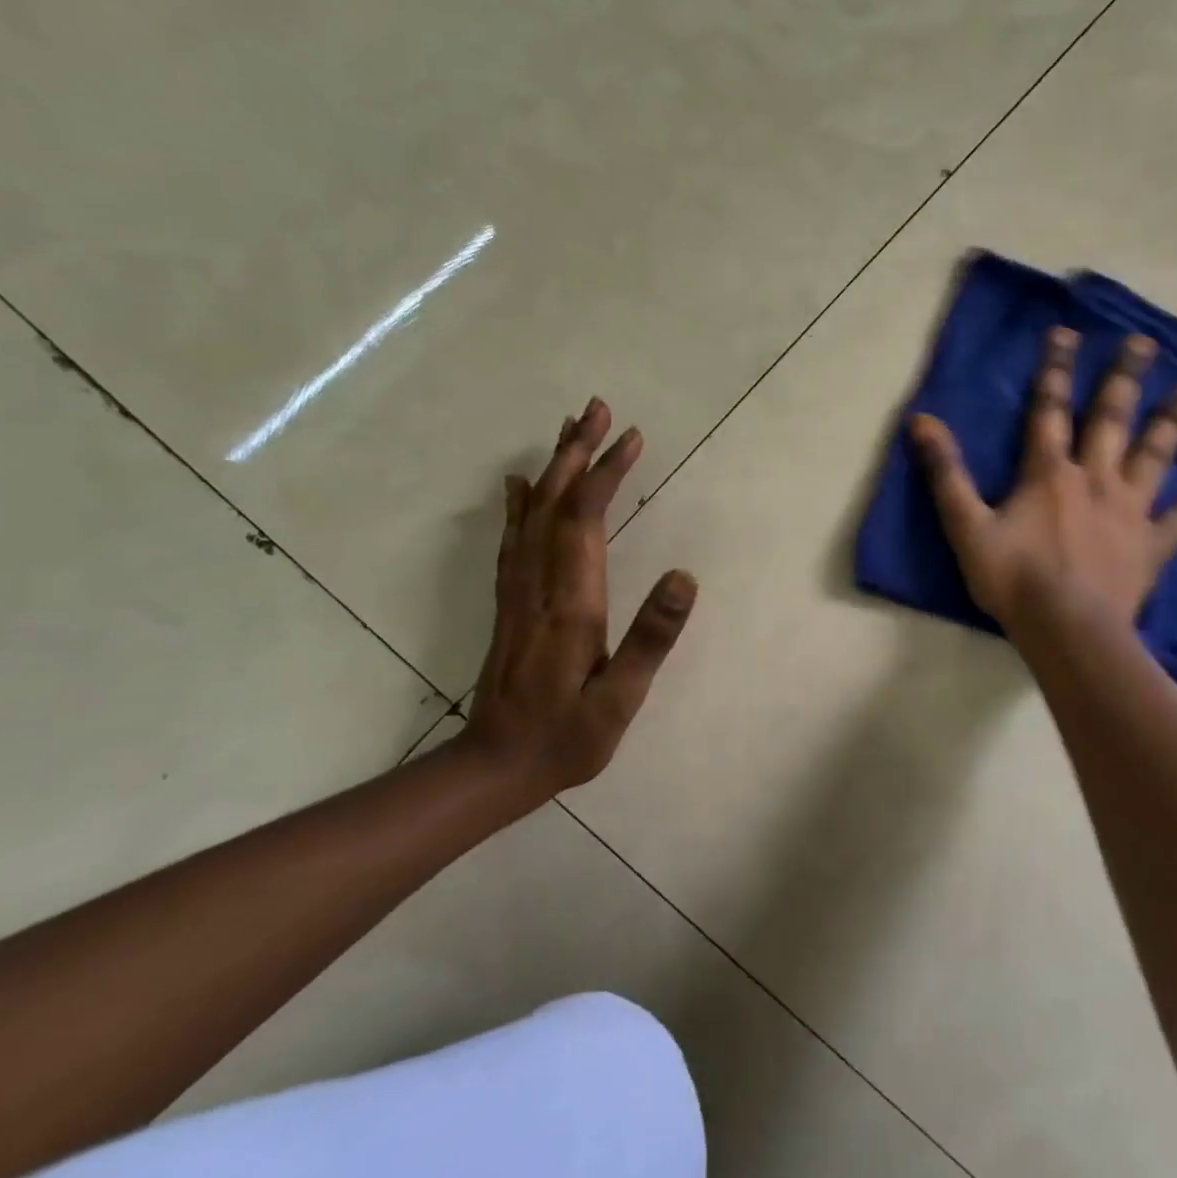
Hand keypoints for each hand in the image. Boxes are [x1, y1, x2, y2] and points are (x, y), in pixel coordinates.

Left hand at [460, 397, 696, 810]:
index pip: (586, 521)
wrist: (492, 769)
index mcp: (570, 603)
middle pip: (554, 503)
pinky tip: (518, 484)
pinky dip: (518, 503)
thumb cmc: (565, 737)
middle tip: (596, 408)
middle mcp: (538, 585)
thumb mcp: (620, 700)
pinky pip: (513, 540)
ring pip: (531, 515)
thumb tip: (684, 577)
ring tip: (569, 429)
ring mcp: (517, 592)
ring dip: (552, 468)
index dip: (607, 474)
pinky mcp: (509, 604)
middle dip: (576, 452)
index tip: (631, 437)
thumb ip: (651, 638)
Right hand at [909, 326, 1176, 632]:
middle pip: (1112, 420)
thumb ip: (946, 473)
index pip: (1049, 411)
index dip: (1055, 370)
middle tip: (1145, 342)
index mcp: (1050, 474)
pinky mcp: (1151, 545)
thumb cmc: (1013, 579)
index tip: (1067, 333)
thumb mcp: (966, 526)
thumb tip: (921, 421)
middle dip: (1125, 379)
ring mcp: (1129, 511)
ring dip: (1174, 422)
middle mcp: (1096, 480)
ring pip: (1155, 456)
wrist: (1066, 629)